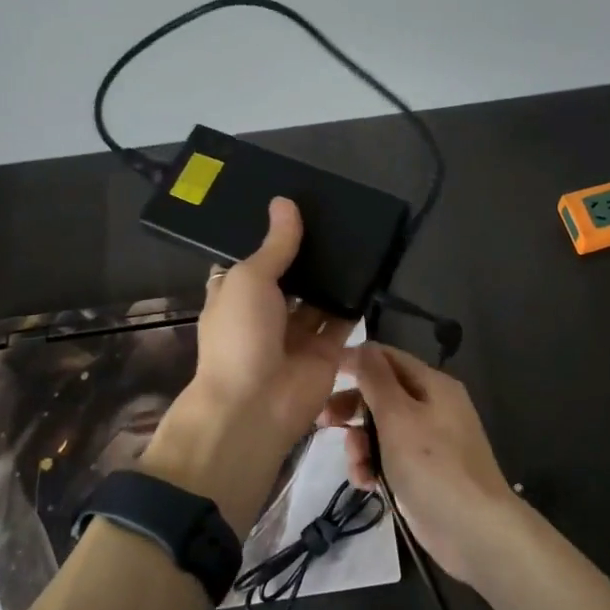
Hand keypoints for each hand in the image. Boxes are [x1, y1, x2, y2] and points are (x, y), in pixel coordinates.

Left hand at [142, 198, 348, 534]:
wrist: (254, 408)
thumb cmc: (239, 336)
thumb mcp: (249, 279)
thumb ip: (275, 245)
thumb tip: (285, 202)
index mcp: (236, 294)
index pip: (255, 259)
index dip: (272, 236)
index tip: (296, 205)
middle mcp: (266, 312)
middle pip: (292, 276)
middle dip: (309, 253)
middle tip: (338, 213)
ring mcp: (297, 333)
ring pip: (319, 296)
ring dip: (335, 273)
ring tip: (359, 233)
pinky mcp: (326, 351)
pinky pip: (343, 319)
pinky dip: (355, 299)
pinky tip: (373, 268)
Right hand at [319, 343, 523, 583]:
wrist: (474, 531)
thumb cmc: (434, 465)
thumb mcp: (398, 416)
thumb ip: (376, 379)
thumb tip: (363, 346)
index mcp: (432, 384)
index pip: (387, 358)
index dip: (355, 361)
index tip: (320, 374)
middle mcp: (431, 407)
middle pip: (381, 394)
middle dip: (352, 407)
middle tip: (322, 421)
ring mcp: (426, 442)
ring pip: (380, 429)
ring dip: (360, 444)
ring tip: (356, 465)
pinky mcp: (420, 473)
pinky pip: (387, 458)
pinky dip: (373, 466)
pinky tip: (366, 484)